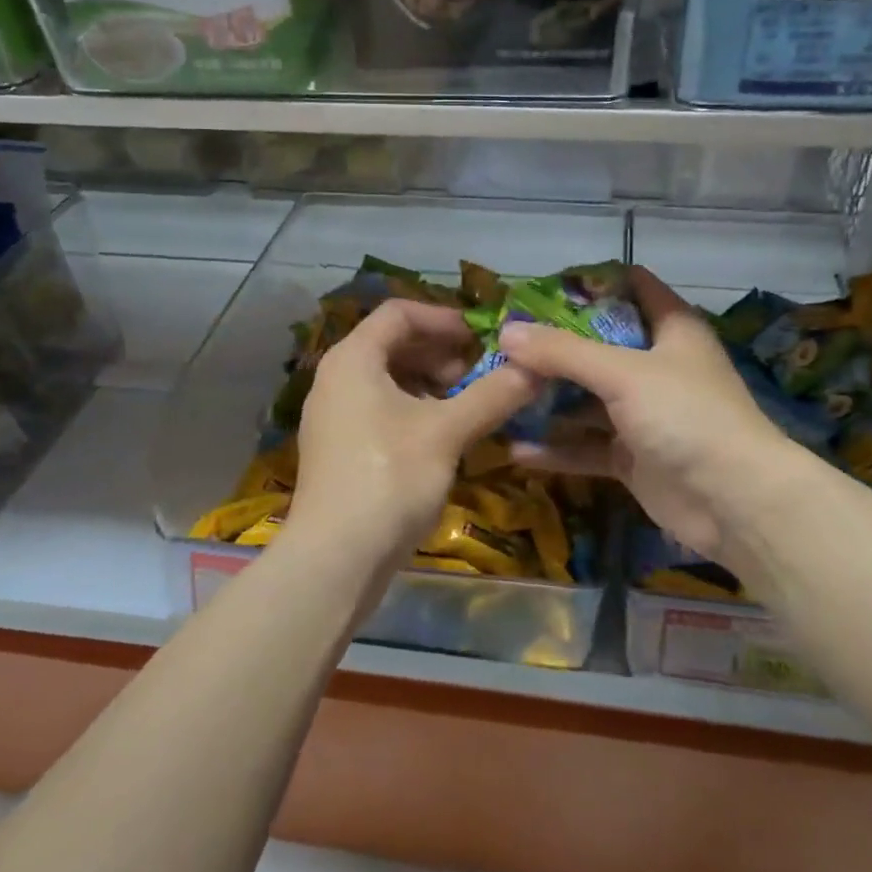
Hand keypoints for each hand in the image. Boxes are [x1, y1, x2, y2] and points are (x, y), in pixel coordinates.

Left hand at [288, 298, 539, 575]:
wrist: (336, 559)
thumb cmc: (389, 479)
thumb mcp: (447, 432)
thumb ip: (493, 394)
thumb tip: (537, 368)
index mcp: (353, 360)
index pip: (398, 313)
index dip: (443, 318)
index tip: (482, 336)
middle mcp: (336, 380)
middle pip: (392, 346)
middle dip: (441, 354)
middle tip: (480, 373)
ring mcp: (334, 417)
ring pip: (388, 382)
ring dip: (431, 385)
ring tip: (469, 405)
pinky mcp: (340, 450)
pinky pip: (381, 411)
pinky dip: (415, 411)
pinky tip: (445, 437)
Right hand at [499, 268, 798, 562]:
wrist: (733, 501)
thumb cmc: (686, 415)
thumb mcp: (623, 374)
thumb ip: (563, 352)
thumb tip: (507, 332)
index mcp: (670, 330)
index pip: (631, 288)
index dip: (589, 284)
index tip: (537, 289)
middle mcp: (656, 366)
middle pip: (598, 346)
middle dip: (552, 347)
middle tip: (501, 344)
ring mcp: (643, 414)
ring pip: (587, 399)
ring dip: (548, 399)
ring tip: (497, 393)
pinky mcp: (632, 456)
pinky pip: (586, 446)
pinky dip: (556, 448)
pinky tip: (515, 450)